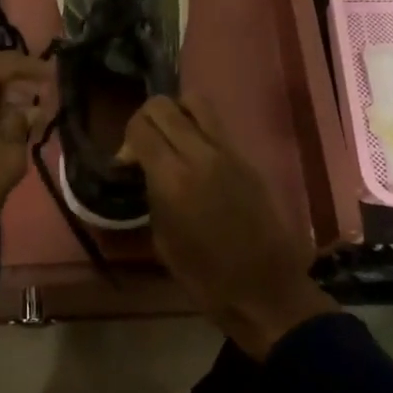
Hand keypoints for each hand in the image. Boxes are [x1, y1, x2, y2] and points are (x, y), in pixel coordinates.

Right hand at [122, 96, 338, 359]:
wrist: (265, 290)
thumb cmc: (205, 276)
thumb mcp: (162, 237)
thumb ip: (151, 192)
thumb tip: (145, 169)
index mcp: (173, 178)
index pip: (140, 127)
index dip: (127, 139)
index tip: (127, 163)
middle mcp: (200, 153)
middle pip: (163, 105)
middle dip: (146, 119)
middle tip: (145, 148)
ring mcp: (229, 151)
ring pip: (195, 102)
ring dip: (176, 113)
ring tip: (172, 141)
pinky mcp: (247, 158)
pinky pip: (216, 125)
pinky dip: (198, 128)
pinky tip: (195, 156)